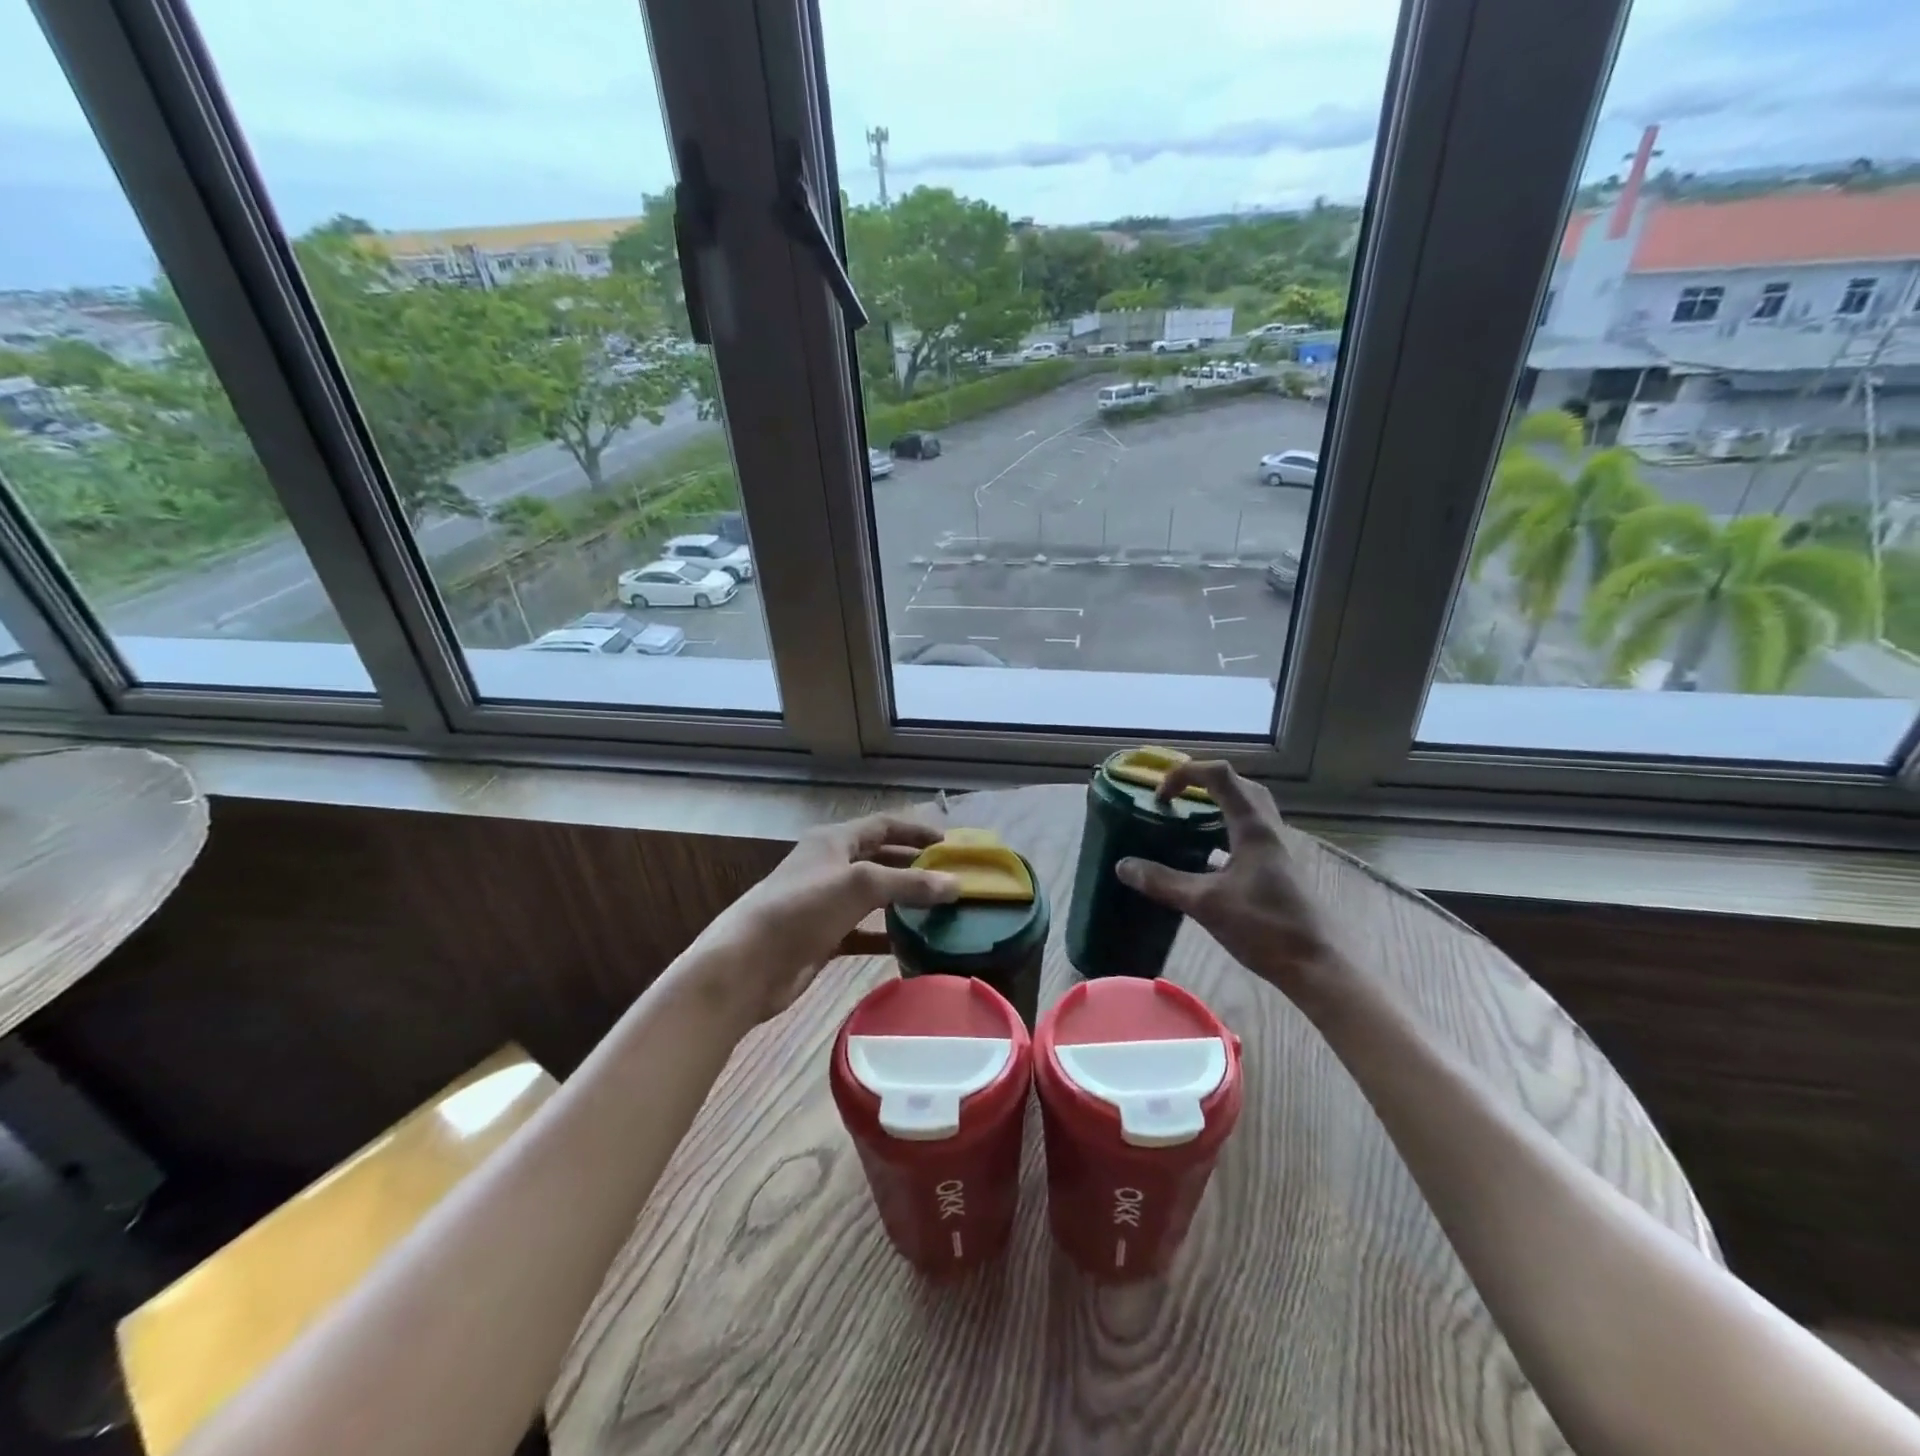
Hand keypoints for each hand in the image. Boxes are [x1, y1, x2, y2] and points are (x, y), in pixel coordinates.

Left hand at [681, 814, 960, 1025]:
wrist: (748, 964)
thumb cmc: (803, 908)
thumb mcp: (860, 885)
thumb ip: (909, 883)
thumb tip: (957, 884)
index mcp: (834, 841)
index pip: (883, 825)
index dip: (915, 831)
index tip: (949, 844)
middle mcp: (830, 866)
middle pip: (879, 859)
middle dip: (913, 866)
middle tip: (949, 878)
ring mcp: (825, 904)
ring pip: (873, 897)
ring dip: (903, 901)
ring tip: (940, 910)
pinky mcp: (823, 938)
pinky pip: (863, 932)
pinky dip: (886, 936)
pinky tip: (912, 944)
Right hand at [1114, 760, 1341, 1000]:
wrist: (1315, 965)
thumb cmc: (1264, 927)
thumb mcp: (1204, 904)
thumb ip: (1162, 882)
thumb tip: (1123, 865)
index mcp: (1252, 827)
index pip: (1219, 775)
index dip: (1186, 773)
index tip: (1160, 796)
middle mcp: (1267, 829)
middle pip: (1238, 785)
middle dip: (1203, 783)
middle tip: (1175, 799)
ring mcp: (1275, 849)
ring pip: (1246, 809)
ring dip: (1216, 805)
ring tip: (1186, 820)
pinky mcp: (1277, 869)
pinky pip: (1248, 834)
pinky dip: (1224, 831)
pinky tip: (1205, 857)